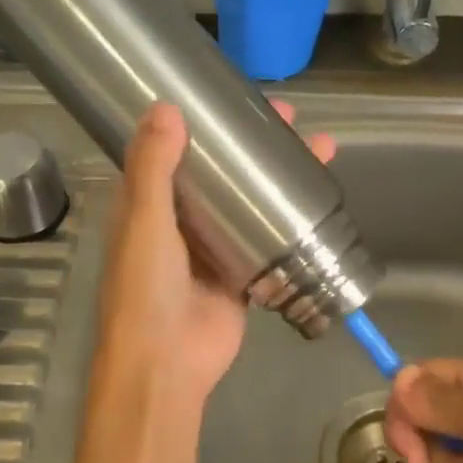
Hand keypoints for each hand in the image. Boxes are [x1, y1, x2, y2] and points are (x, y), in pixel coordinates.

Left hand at [93, 101, 334, 411]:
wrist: (167, 362)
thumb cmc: (145, 287)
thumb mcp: (144, 220)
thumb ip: (152, 167)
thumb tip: (166, 107)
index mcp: (148, 204)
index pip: (175, 150)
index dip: (202, 123)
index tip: (235, 100)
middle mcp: (179, 221)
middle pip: (221, 173)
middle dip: (253, 146)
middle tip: (290, 117)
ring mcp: (212, 248)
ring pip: (248, 202)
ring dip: (278, 177)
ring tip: (318, 148)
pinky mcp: (241, 274)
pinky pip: (267, 240)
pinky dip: (288, 220)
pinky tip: (318, 200)